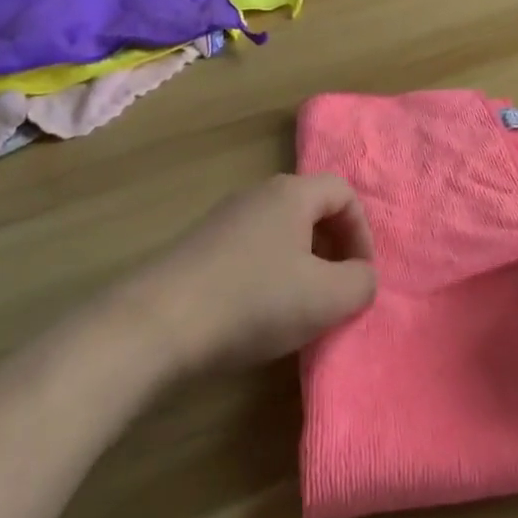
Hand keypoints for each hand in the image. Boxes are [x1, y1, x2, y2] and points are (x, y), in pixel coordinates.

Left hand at [122, 173, 377, 376]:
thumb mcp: (326, 298)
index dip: (362, 233)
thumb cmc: (253, 301)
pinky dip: (266, 277)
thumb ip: (361, 283)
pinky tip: (256, 315)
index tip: (359, 275)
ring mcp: (222, 220)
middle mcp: (257, 195)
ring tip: (297, 309)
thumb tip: (361, 277)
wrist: (155, 325)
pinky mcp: (197, 249)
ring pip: (279, 233)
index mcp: (291, 194)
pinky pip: (249, 252)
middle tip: (333, 292)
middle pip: (311, 211)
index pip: (343, 193)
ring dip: (300, 266)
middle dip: (332, 250)